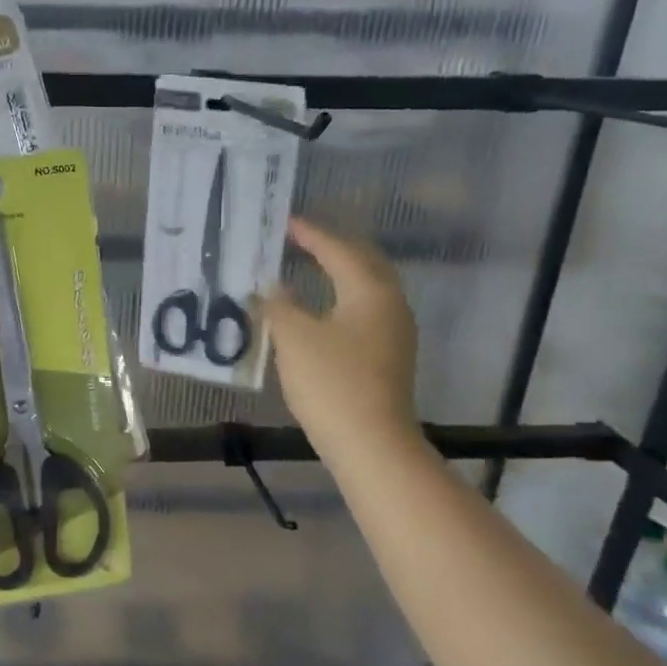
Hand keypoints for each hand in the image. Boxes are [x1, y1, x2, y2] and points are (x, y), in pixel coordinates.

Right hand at [261, 218, 420, 452]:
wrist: (371, 444)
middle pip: (363, 262)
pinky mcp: (388, 356)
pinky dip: (342, 297)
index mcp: (370, 291)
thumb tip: (272, 286)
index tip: (284, 222)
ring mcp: (394, 332)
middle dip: (332, 247)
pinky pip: (364, 310)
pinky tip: (321, 308)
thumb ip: (279, 304)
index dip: (310, 234)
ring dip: (339, 272)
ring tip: (309, 266)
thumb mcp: (294, 338)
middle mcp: (390, 304)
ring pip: (367, 287)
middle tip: (300, 239)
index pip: (338, 249)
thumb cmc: (332, 383)